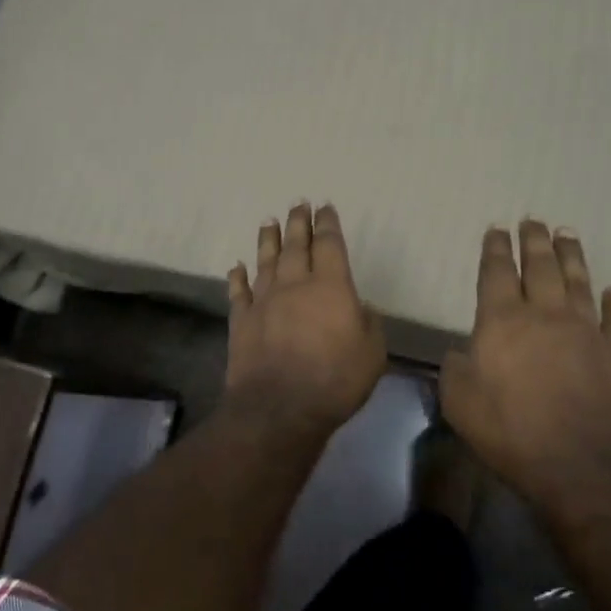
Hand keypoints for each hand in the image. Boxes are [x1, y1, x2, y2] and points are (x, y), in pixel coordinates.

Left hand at [226, 203, 386, 430]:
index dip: (328, 224)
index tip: (325, 207)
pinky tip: (237, 266)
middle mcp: (295, 284)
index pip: (329, 244)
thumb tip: (359, 307)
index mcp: (331, 286)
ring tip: (268, 221)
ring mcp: (264, 300)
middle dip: (298, 222)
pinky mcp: (242, 320)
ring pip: (266, 260)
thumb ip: (368, 323)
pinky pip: (239, 291)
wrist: (279, 407)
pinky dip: (238, 277)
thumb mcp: (372, 353)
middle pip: (296, 245)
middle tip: (297, 203)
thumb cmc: (335, 380)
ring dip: (268, 239)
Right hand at [439, 220, 610, 517]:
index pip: (497, 272)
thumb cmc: (512, 431)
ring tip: (567, 234)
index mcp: (502, 321)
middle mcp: (545, 315)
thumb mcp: (460, 402)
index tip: (497, 229)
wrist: (583, 465)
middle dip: (534, 241)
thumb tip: (462, 353)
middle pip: (540, 267)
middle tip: (533, 220)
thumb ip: (455, 370)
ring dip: (572, 256)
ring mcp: (586, 332)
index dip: (496, 249)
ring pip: (578, 282)